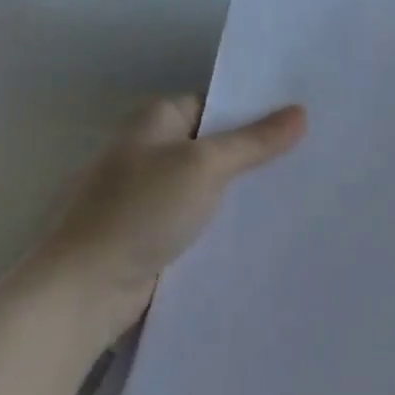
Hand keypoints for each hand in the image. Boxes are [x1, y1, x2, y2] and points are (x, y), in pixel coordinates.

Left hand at [24, 95, 305, 351]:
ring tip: (299, 185)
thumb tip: (301, 112)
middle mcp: (151, 150)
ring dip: (244, 187)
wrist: (83, 292)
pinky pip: (202, 216)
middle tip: (311, 150)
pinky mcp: (154, 233)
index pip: (217, 102)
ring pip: (211, 182)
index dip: (257, 108)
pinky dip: (227, 218)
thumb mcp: (205, 166)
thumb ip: (255, 141)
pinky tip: (264, 224)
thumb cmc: (140, 212)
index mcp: (156, 120)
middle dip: (257, 149)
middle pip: (216, 142)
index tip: (302, 115)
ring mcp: (151, 194)